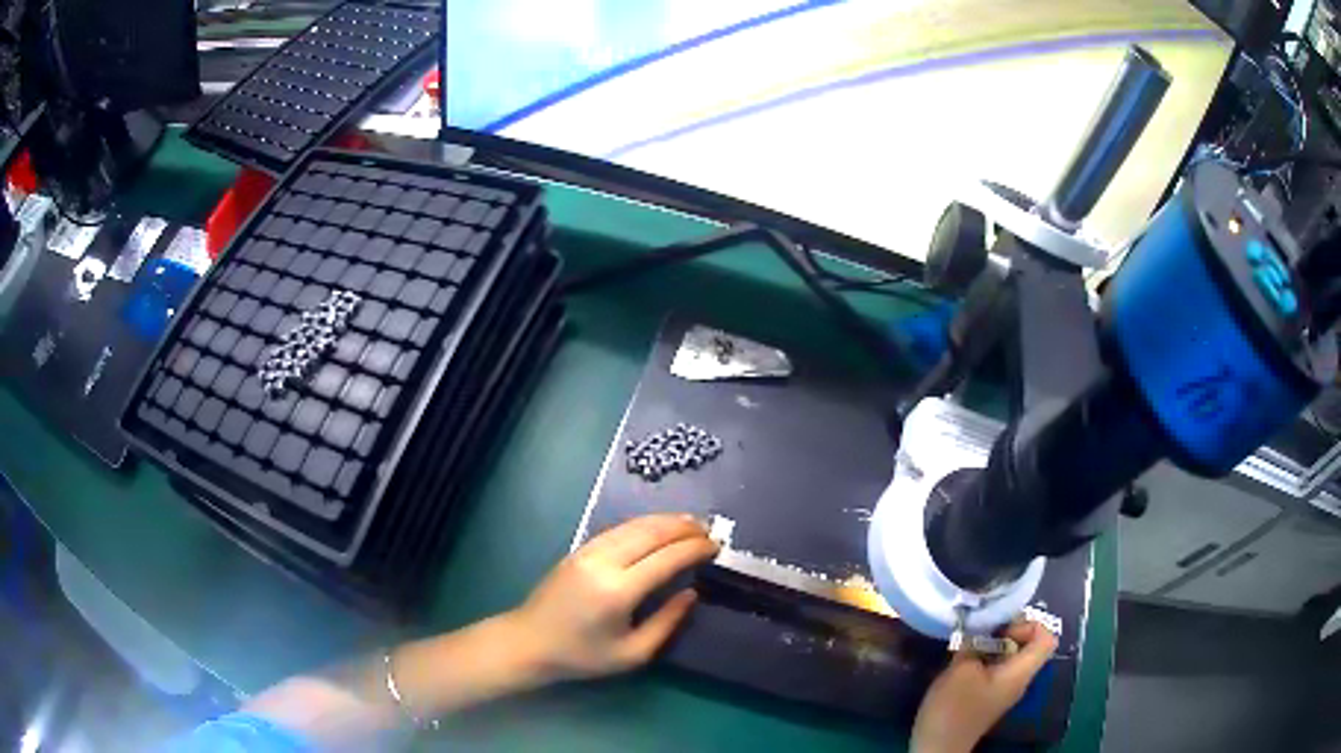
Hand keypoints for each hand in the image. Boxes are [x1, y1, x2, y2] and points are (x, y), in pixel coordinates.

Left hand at [505, 514, 719, 683]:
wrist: (530, 642)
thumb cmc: (582, 655)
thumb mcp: (632, 654)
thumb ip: (666, 623)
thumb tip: (692, 594)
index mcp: (618, 591)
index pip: (666, 558)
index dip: (694, 549)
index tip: (716, 546)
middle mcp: (604, 562)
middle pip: (651, 533)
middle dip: (684, 528)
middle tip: (709, 530)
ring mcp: (588, 551)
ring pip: (634, 525)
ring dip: (665, 521)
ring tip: (691, 523)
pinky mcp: (579, 549)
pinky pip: (618, 528)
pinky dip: (643, 523)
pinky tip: (657, 527)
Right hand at [912, 619, 1057, 752]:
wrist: (938, 747)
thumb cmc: (954, 708)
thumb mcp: (960, 671)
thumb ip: (973, 645)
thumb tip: (976, 630)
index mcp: (1020, 672)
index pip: (1047, 638)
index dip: (1029, 625)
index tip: (1003, 630)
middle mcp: (1019, 679)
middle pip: (1029, 645)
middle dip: (1007, 632)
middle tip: (982, 631)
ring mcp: (1004, 690)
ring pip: (1011, 656)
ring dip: (992, 646)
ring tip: (968, 643)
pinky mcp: (989, 696)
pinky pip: (997, 668)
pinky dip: (984, 659)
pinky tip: (962, 662)